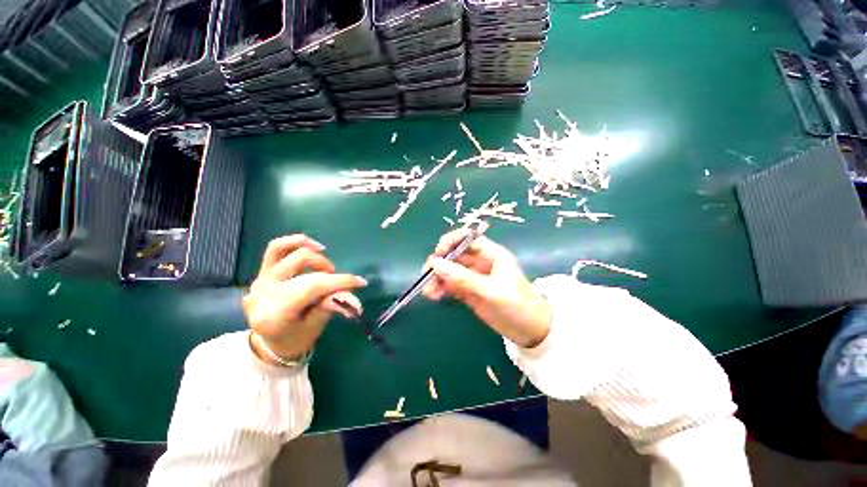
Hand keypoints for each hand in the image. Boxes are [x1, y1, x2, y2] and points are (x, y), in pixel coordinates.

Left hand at [243, 235, 366, 363]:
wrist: (270, 342)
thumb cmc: (295, 338)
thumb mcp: (315, 327)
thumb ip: (330, 306)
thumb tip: (352, 296)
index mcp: (276, 313)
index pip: (313, 287)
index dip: (340, 281)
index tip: (361, 282)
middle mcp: (264, 292)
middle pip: (306, 272)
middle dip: (331, 275)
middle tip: (340, 286)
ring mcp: (260, 279)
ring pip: (291, 253)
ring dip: (317, 258)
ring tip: (327, 269)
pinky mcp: (261, 271)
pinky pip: (276, 248)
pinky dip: (296, 242)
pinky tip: (313, 246)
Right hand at [423, 229, 551, 347]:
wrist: (530, 331)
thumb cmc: (517, 306)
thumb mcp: (490, 291)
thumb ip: (463, 278)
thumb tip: (436, 264)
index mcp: (491, 254)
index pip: (467, 238)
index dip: (451, 241)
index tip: (438, 253)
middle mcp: (480, 262)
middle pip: (455, 254)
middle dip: (440, 262)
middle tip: (427, 274)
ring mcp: (473, 277)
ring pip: (450, 270)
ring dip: (437, 278)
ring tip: (428, 291)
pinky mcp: (469, 291)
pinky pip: (451, 285)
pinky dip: (441, 288)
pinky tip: (433, 295)